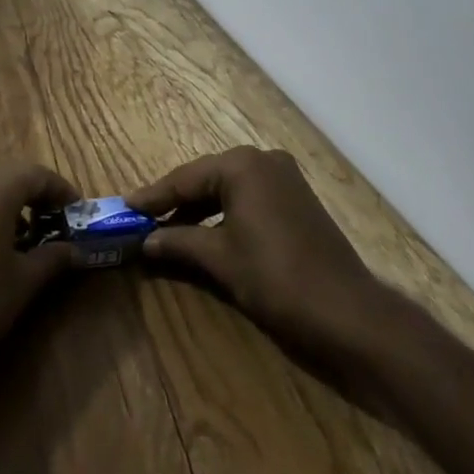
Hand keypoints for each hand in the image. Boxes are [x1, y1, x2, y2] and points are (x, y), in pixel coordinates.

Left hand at [0, 162, 78, 382]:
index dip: (62, 191)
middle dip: (34, 197)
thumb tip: (74, 250)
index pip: (38, 174)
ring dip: (6, 205)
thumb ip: (52, 259)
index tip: (77, 213)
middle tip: (53, 225)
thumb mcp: (21, 284)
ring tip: (21, 240)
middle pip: (9, 176)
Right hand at [127, 147, 384, 356]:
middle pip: (206, 179)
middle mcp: (263, 160)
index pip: (185, 178)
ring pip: (228, 189)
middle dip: (176, 202)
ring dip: (199, 209)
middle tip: (143, 219)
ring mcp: (284, 177)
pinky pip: (248, 198)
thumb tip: (144, 242)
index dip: (153, 196)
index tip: (124, 207)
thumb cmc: (276, 278)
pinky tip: (206, 233)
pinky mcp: (297, 199)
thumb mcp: (220, 259)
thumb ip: (178, 243)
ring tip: (168, 230)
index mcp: (241, 165)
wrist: (348, 313)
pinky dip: (224, 214)